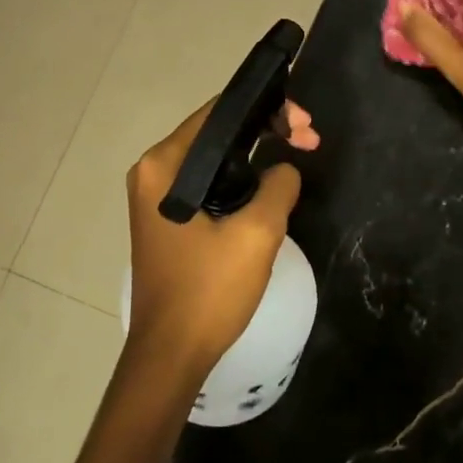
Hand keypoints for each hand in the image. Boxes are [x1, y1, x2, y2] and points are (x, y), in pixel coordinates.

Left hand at [125, 98, 317, 370]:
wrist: (171, 354)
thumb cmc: (208, 290)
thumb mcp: (257, 233)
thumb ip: (277, 186)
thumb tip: (284, 169)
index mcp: (163, 165)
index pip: (218, 113)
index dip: (266, 109)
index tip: (304, 126)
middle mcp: (153, 172)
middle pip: (217, 133)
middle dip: (266, 129)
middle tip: (310, 140)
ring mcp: (156, 197)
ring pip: (215, 159)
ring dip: (256, 155)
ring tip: (299, 154)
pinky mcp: (167, 219)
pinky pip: (208, 183)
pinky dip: (240, 179)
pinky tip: (269, 185)